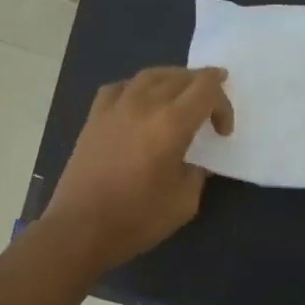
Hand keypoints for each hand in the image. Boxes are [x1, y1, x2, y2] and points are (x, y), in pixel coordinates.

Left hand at [44, 67, 232, 269]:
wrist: (81, 228)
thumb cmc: (138, 218)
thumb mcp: (184, 202)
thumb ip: (196, 173)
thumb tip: (192, 162)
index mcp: (171, 124)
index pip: (206, 90)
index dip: (223, 104)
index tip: (222, 132)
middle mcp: (144, 105)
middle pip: (180, 77)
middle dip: (202, 86)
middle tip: (212, 104)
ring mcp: (115, 108)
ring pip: (150, 75)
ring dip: (173, 80)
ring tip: (182, 94)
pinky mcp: (94, 118)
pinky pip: (121, 88)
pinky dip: (139, 88)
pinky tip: (140, 102)